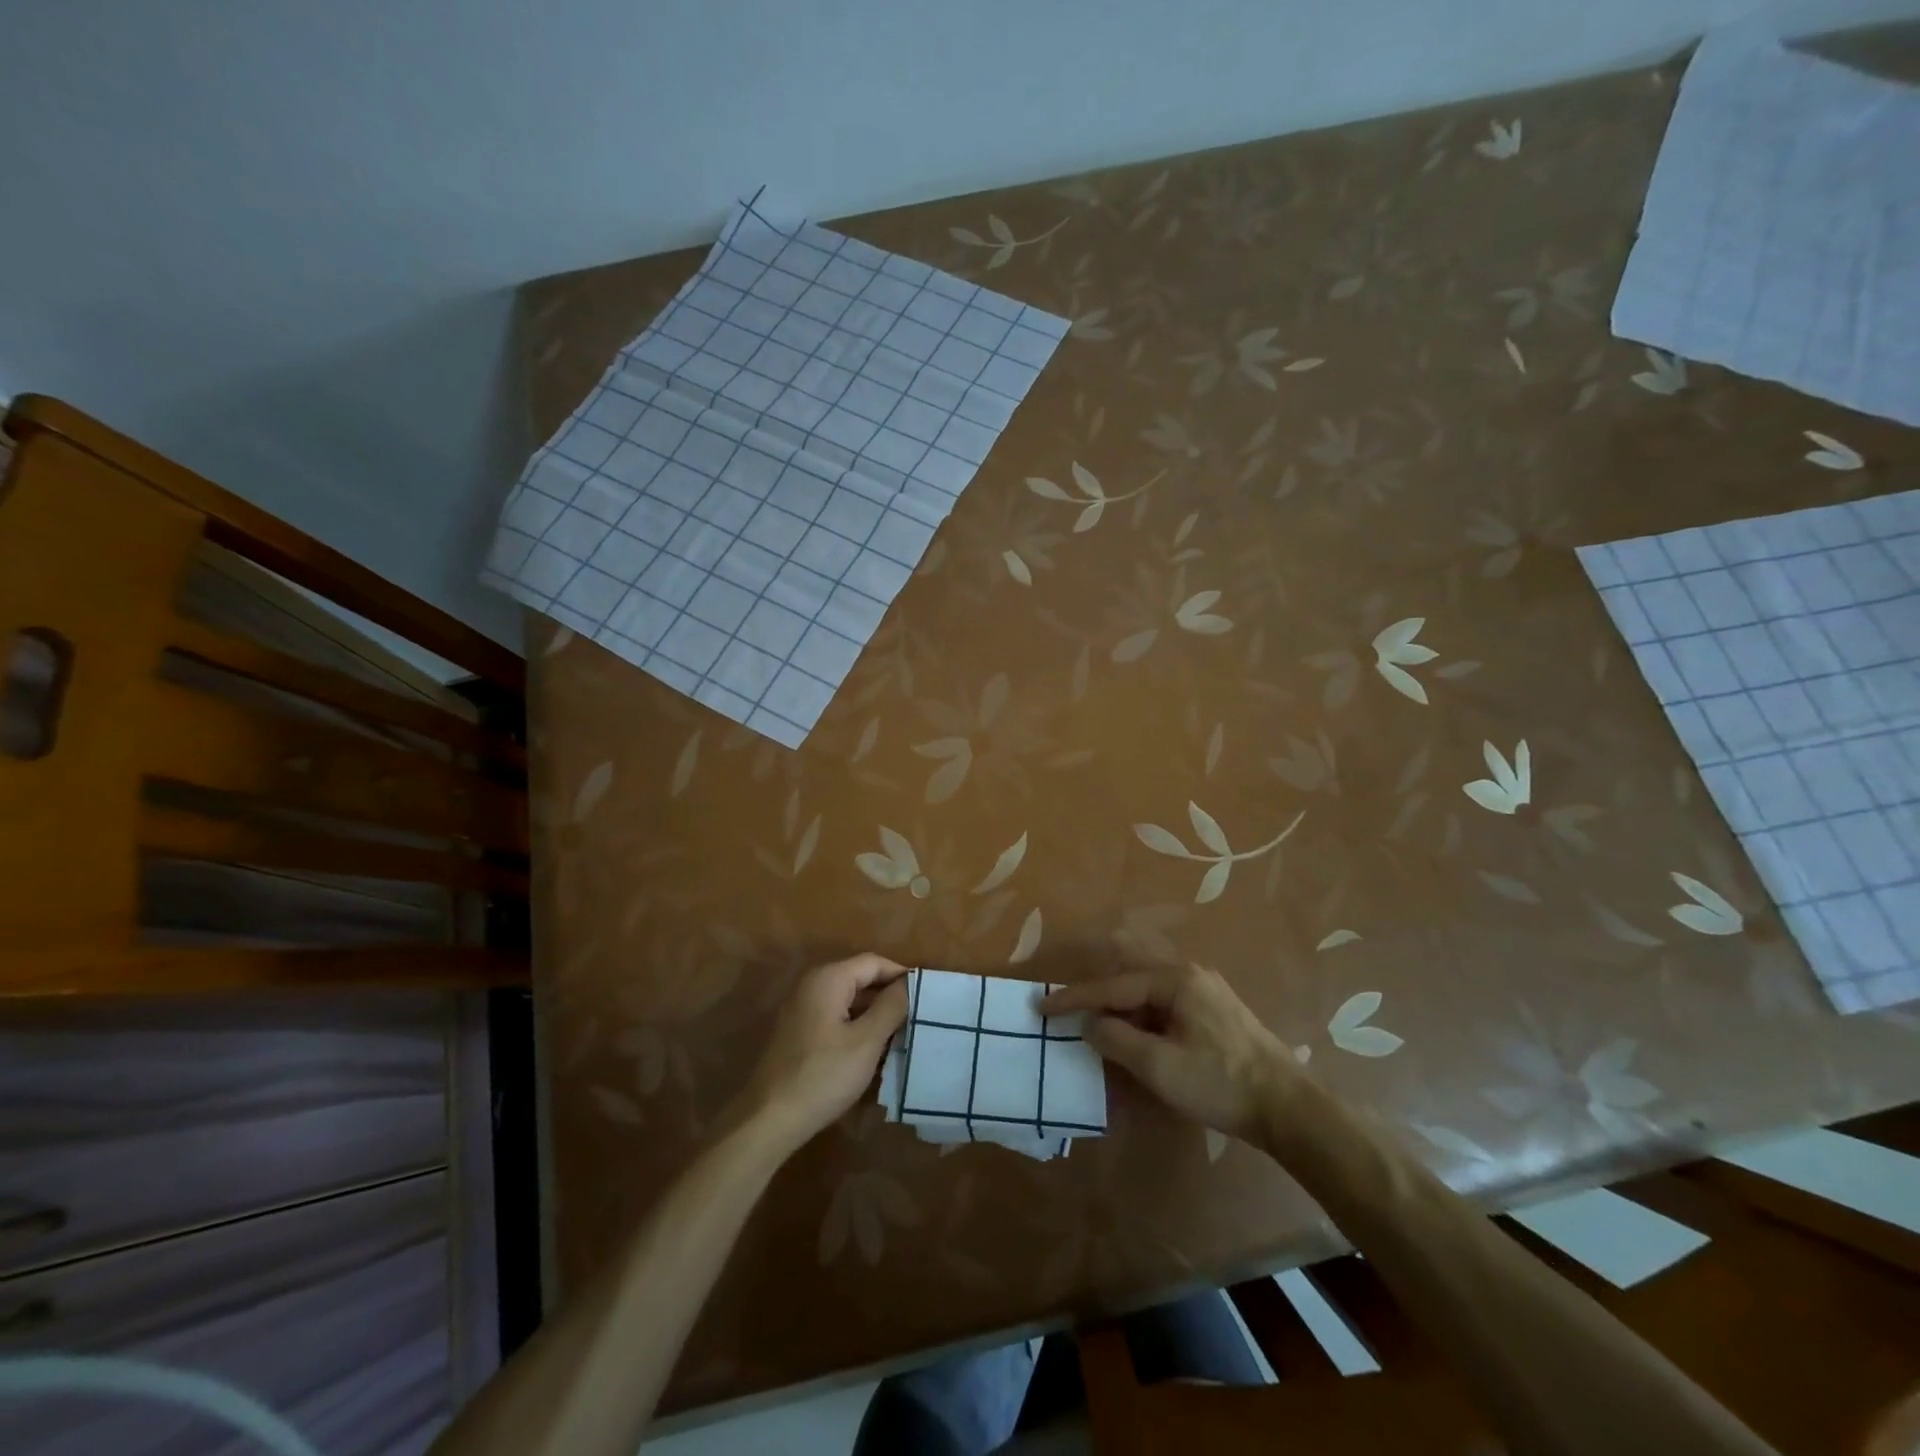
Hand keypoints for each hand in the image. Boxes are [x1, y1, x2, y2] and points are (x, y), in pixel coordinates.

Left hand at [738, 953, 907, 1156]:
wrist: (769, 1119)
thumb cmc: (823, 1075)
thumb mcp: (866, 1041)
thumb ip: (891, 1007)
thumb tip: (909, 983)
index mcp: (828, 978)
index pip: (874, 962)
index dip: (901, 976)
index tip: (926, 997)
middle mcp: (812, 985)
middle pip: (860, 978)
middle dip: (889, 996)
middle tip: (917, 1017)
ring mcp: (802, 1008)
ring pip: (849, 1000)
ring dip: (874, 1014)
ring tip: (902, 1034)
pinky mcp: (798, 1031)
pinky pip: (835, 1017)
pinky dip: (856, 1026)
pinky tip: (872, 1050)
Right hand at [1041, 963, 1296, 1141]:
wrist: (1288, 1106)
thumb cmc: (1219, 1082)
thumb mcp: (1158, 1066)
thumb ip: (1116, 1039)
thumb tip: (1089, 1024)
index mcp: (1174, 979)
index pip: (1112, 985)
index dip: (1074, 998)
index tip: (1042, 1006)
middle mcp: (1188, 973)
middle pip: (1129, 974)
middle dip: (1096, 989)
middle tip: (1066, 1004)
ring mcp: (1204, 990)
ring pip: (1146, 989)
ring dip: (1119, 1006)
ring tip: (1094, 1023)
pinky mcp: (1212, 1010)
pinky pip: (1163, 1002)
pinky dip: (1140, 1014)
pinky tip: (1132, 1034)